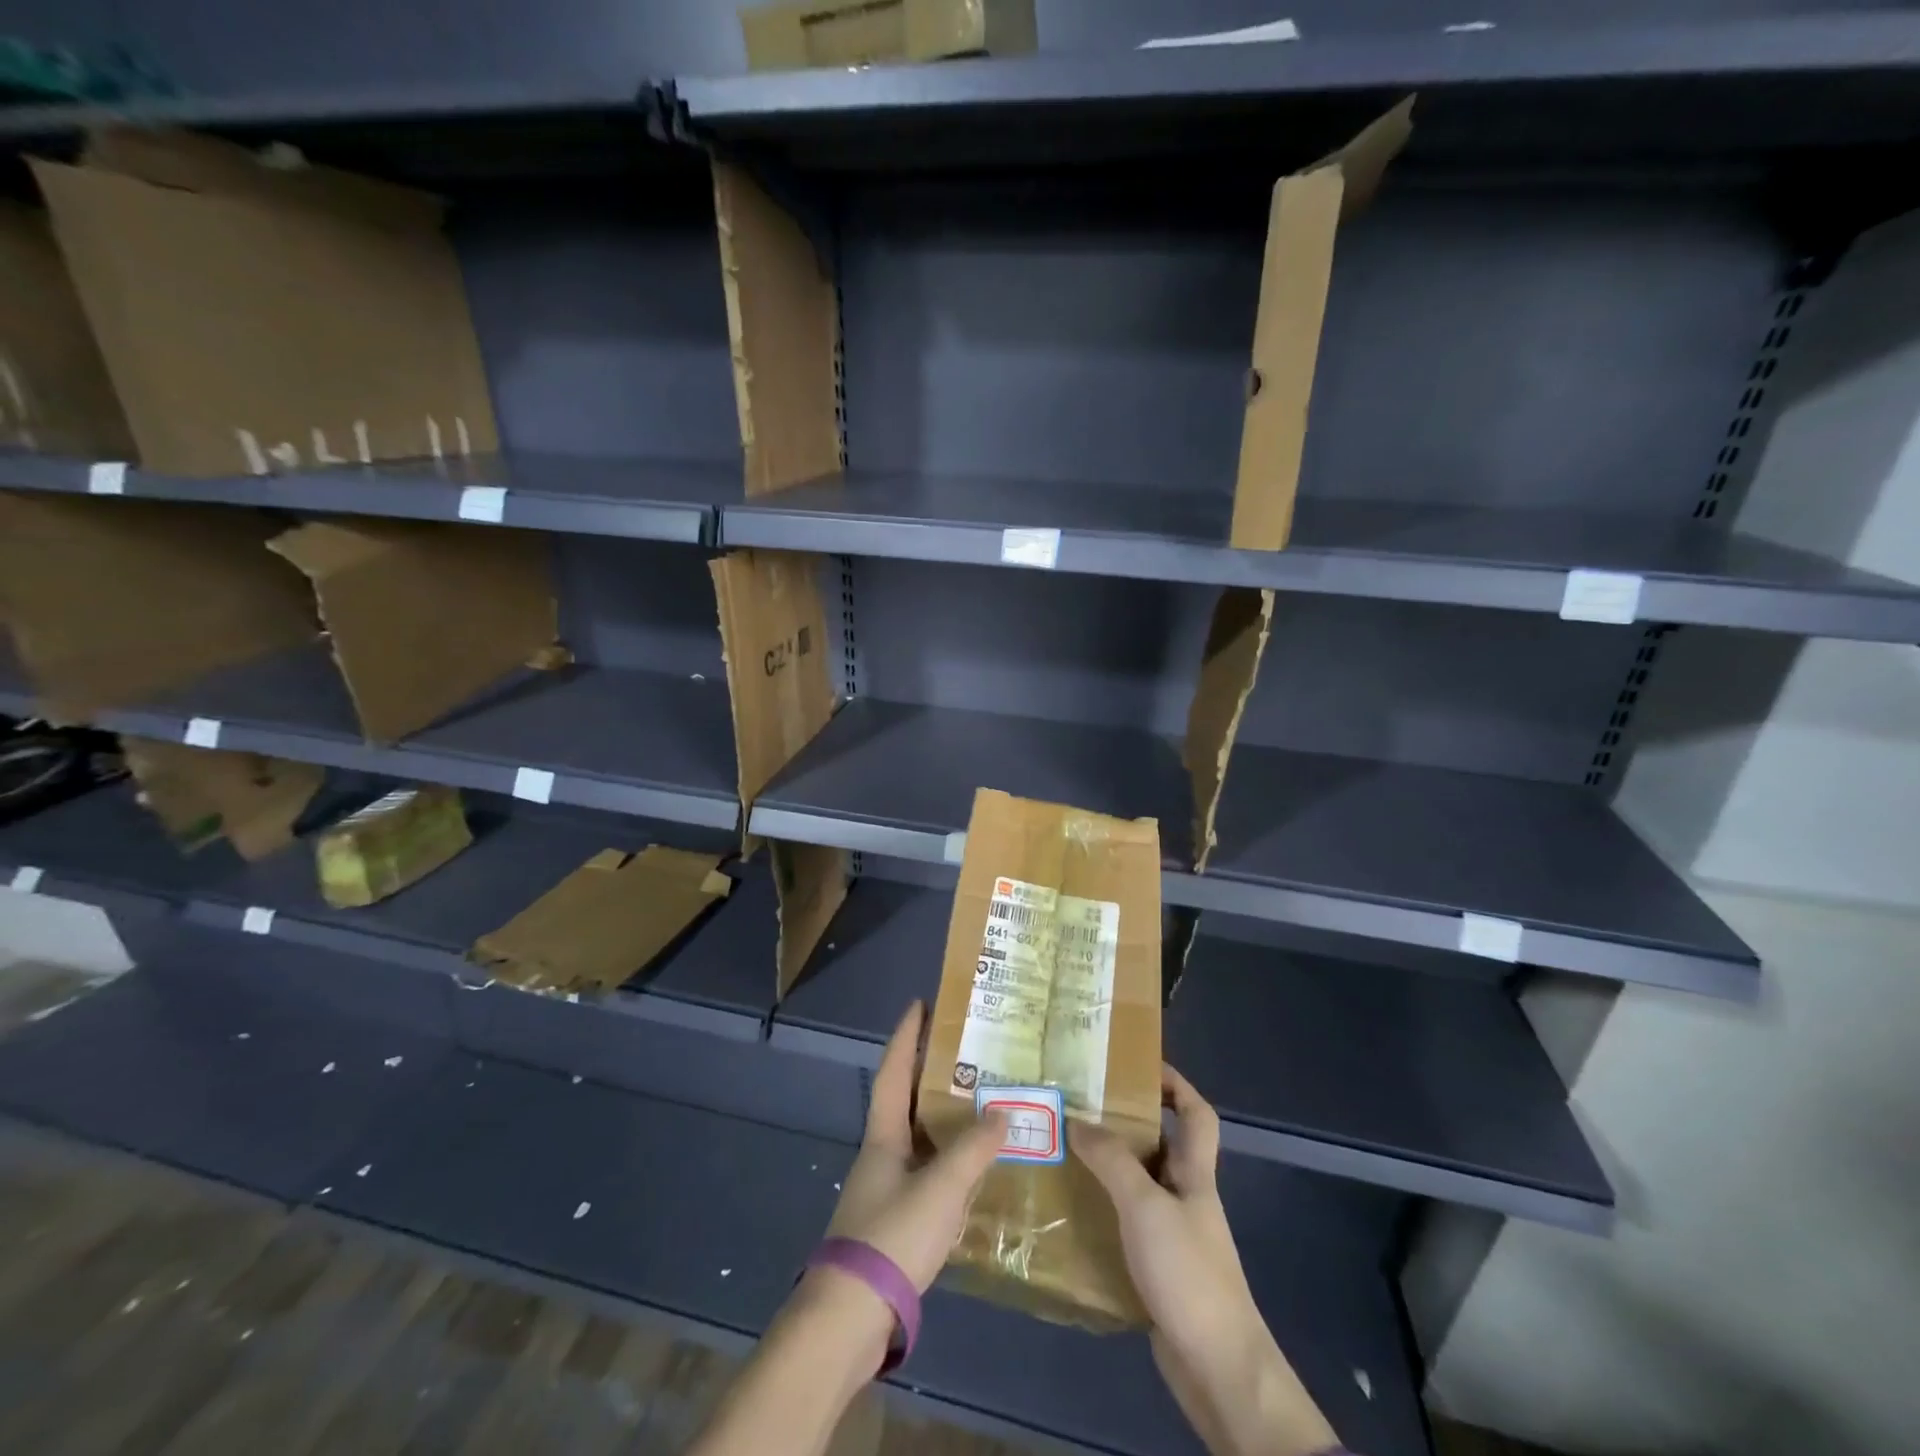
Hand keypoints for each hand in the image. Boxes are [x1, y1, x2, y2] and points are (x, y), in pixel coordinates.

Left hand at [825, 1000, 1007, 1290]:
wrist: (851, 1317)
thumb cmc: (892, 1236)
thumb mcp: (940, 1188)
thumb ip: (973, 1150)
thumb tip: (1002, 1113)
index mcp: (884, 1134)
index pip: (892, 1071)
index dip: (906, 1036)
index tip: (920, 1004)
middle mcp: (882, 1153)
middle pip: (906, 1100)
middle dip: (930, 1072)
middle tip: (965, 1050)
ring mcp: (886, 1188)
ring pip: (919, 1137)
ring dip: (943, 1118)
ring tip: (979, 1102)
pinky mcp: (894, 1221)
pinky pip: (927, 1172)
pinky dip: (949, 1160)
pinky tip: (973, 1169)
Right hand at [1073, 1066, 1335, 1455]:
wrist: (1217, 1369)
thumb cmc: (1188, 1273)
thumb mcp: (1145, 1205)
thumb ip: (1112, 1160)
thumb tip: (1077, 1119)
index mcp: (1195, 1174)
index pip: (1197, 1113)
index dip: (1176, 1083)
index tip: (1139, 1065)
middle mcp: (1187, 1197)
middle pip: (1163, 1146)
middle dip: (1127, 1123)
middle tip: (1081, 1107)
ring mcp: (1175, 1236)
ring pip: (1141, 1186)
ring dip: (1109, 1169)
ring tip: (1066, 1153)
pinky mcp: (1159, 1271)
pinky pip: (1128, 1226)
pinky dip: (1104, 1214)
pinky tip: (1073, 1214)